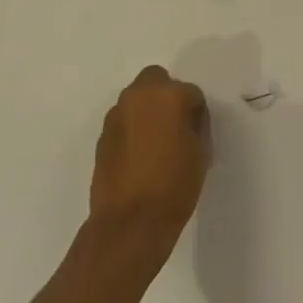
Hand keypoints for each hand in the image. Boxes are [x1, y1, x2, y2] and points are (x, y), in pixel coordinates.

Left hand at [89, 65, 209, 242]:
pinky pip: (124, 122)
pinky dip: (132, 130)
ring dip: (147, 111)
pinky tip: (139, 156)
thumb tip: (186, 120)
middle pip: (156, 80)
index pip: (191, 92)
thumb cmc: (175, 185)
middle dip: (167, 96)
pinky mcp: (102, 137)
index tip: (198, 132)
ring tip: (155, 143)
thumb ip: (194, 125)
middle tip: (175, 126)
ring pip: (136, 99)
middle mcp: (139, 96)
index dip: (197, 113)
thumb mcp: (200, 152)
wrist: (130, 223)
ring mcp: (116, 116)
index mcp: (169, 95)